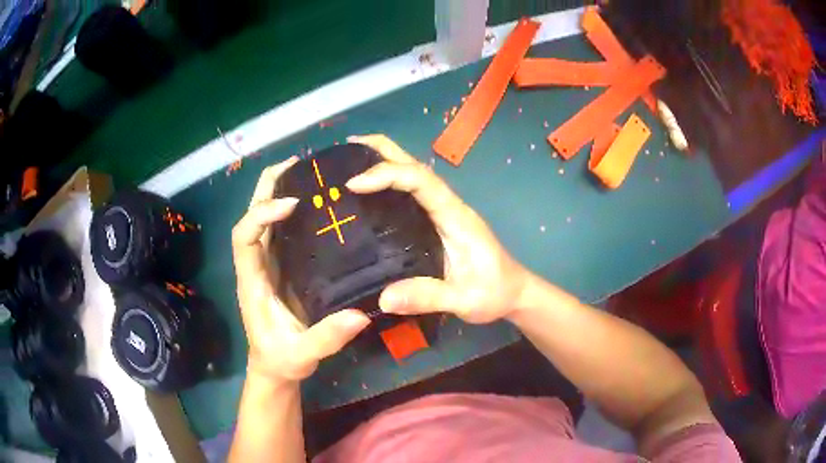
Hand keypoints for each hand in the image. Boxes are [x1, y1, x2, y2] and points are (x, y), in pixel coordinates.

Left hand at [232, 157, 370, 382]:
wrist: (274, 367)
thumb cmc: (282, 359)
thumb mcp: (302, 354)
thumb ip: (326, 338)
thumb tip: (360, 315)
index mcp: (251, 282)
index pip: (244, 237)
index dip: (260, 215)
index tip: (291, 203)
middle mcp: (255, 265)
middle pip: (251, 216)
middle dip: (267, 188)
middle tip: (297, 164)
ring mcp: (267, 264)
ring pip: (265, 219)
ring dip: (279, 191)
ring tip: (307, 172)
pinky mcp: (280, 267)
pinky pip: (281, 230)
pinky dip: (292, 210)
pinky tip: (316, 201)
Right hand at [346, 134, 531, 323]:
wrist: (514, 294)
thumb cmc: (494, 293)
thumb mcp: (464, 299)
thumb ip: (428, 296)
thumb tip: (382, 297)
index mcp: (455, 216)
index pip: (420, 181)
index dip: (387, 174)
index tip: (353, 184)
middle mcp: (448, 206)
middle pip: (415, 166)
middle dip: (382, 150)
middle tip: (348, 145)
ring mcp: (444, 213)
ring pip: (413, 177)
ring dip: (384, 163)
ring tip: (350, 162)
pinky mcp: (438, 223)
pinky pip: (411, 195)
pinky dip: (389, 185)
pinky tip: (369, 193)